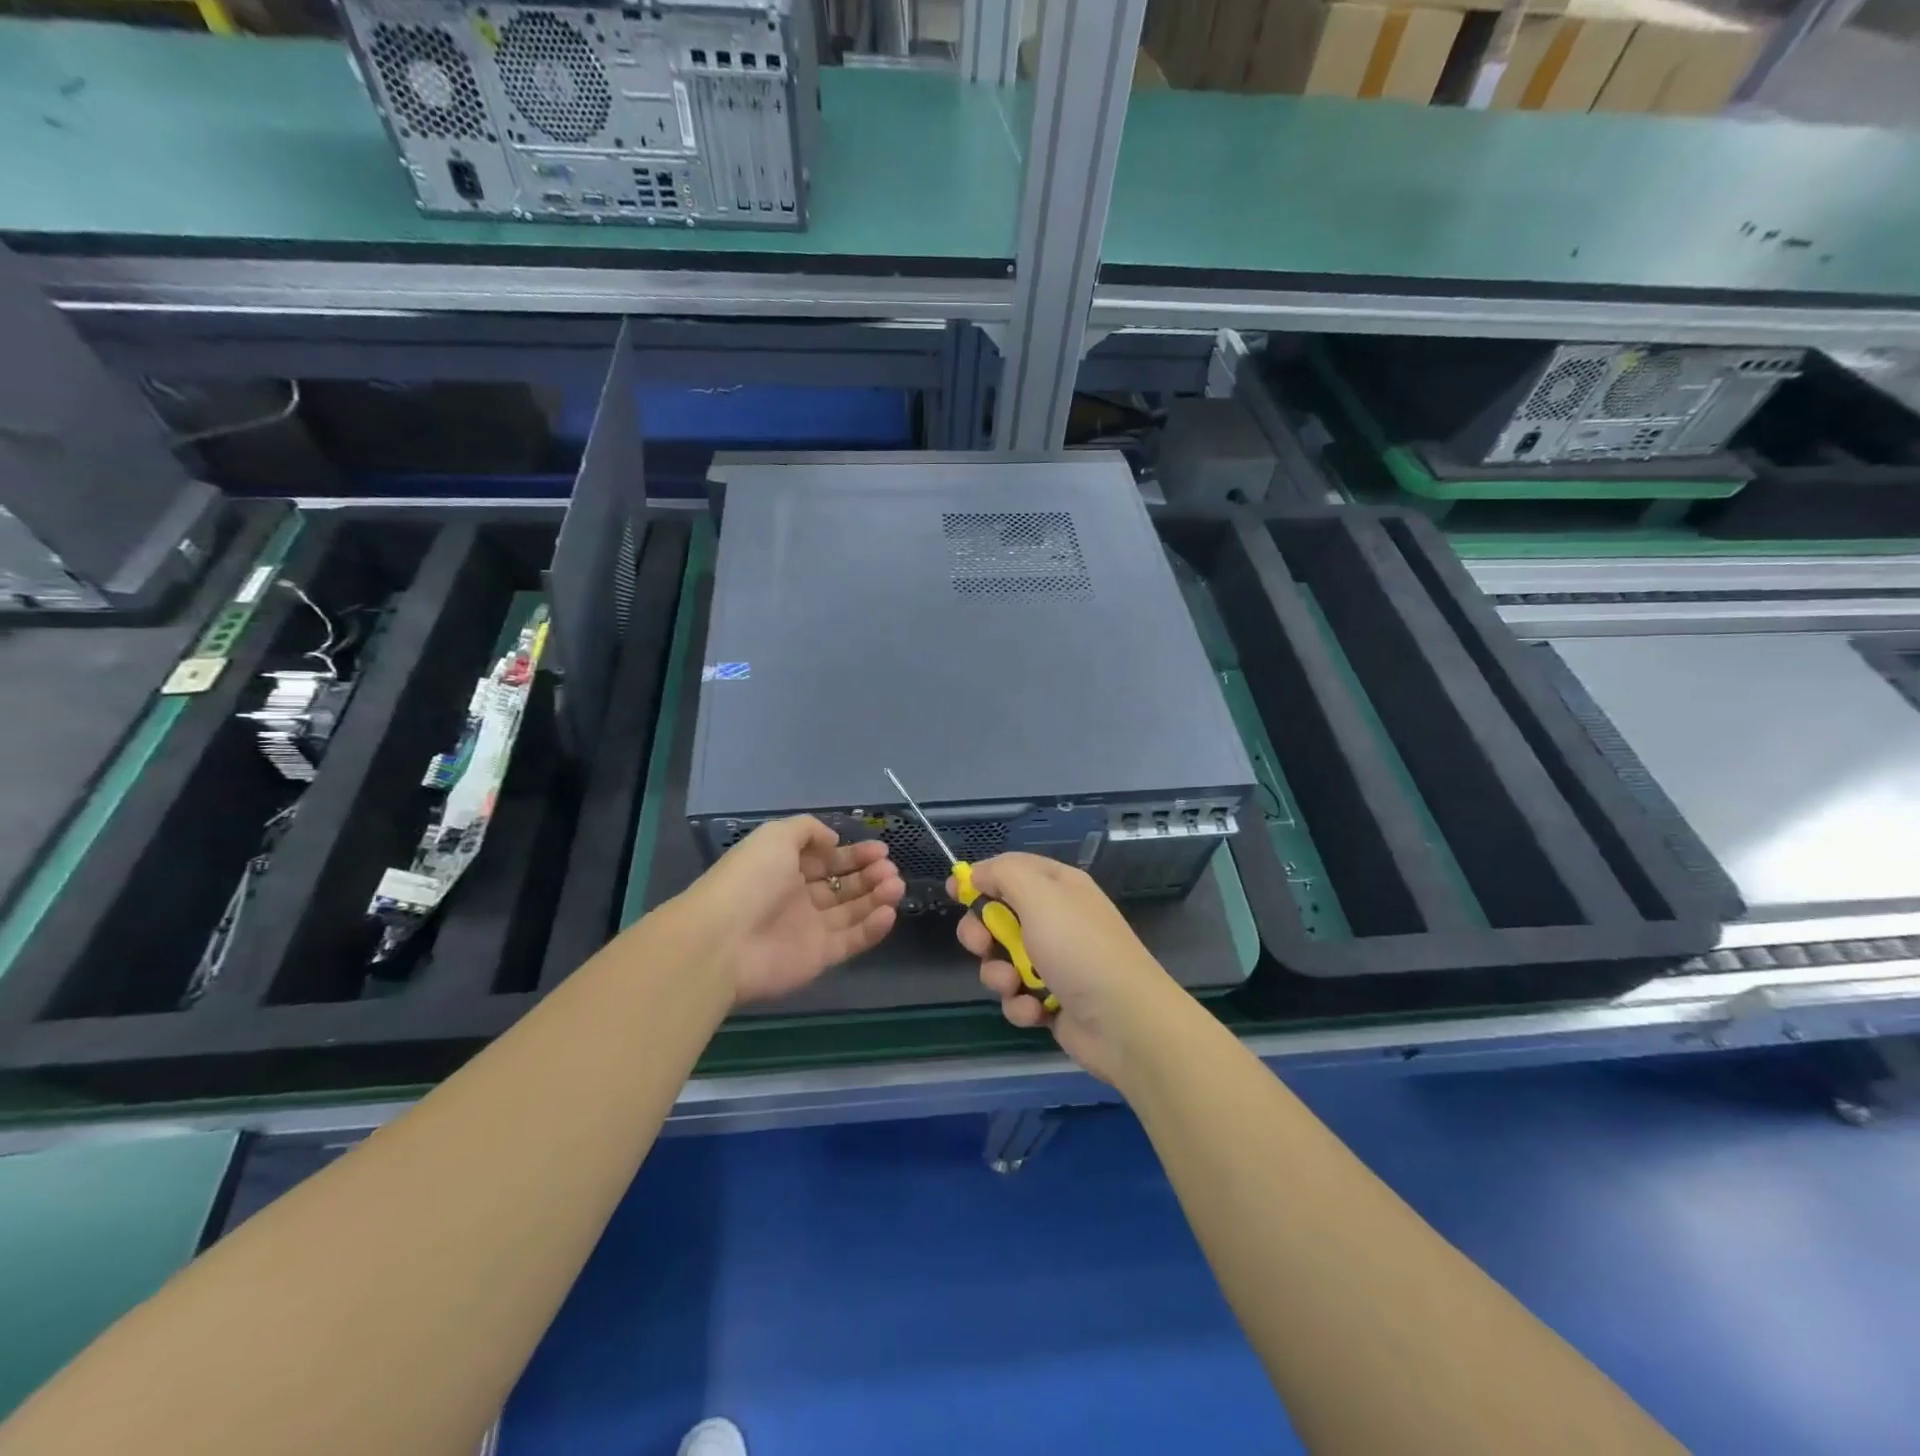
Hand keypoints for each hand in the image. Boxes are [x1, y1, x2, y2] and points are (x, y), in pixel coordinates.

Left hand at [679, 816, 903, 1005]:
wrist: (722, 940)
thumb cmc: (750, 880)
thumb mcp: (776, 836)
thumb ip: (808, 830)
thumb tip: (833, 841)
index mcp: (785, 868)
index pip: (827, 860)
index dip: (854, 854)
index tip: (882, 849)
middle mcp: (798, 897)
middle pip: (843, 885)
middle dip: (870, 874)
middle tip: (890, 869)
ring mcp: (810, 929)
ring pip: (852, 911)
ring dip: (876, 897)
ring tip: (895, 886)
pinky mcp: (819, 957)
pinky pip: (852, 940)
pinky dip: (873, 927)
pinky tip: (889, 912)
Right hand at [950, 854, 1183, 1085]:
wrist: (1125, 1022)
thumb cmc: (1079, 949)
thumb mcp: (1039, 895)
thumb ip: (1003, 874)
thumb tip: (977, 874)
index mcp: (1058, 887)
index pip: (1010, 870)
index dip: (981, 878)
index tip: (954, 891)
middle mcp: (1056, 920)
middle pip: (998, 917)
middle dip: (981, 933)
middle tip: (981, 945)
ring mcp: (1054, 962)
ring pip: (1002, 960)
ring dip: (999, 975)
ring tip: (1014, 985)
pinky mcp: (1052, 1000)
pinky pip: (1017, 996)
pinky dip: (1020, 1004)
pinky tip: (1036, 1011)